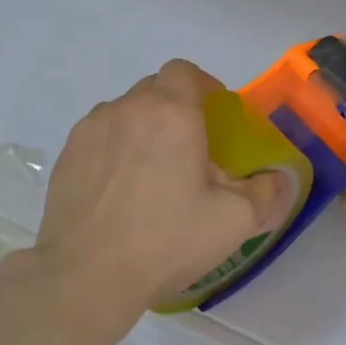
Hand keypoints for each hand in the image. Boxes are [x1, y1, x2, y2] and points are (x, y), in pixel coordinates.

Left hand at [28, 60, 295, 329]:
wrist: (86, 274)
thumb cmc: (166, 239)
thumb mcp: (233, 221)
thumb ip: (265, 193)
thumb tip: (279, 179)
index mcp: (171, 112)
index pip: (184, 71)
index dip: (202, 85)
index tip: (213, 113)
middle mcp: (128, 108)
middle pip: (155, 89)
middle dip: (174, 107)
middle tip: (188, 148)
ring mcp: (91, 129)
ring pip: (124, 111)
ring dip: (141, 127)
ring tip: (150, 170)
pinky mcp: (66, 154)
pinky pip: (98, 136)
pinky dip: (113, 148)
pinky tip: (118, 188)